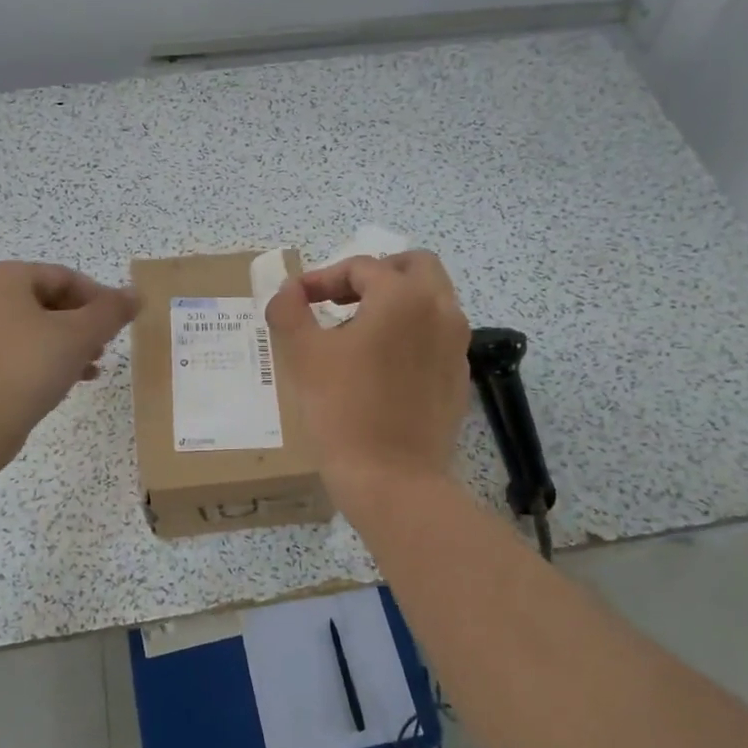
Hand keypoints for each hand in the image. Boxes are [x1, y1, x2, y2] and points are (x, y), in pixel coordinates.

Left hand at [0, 262, 139, 471]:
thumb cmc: (27, 364)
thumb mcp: (79, 334)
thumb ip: (111, 311)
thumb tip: (135, 294)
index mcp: (5, 278)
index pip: (65, 277)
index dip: (99, 297)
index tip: (122, 322)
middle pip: (50, 302)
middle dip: (84, 323)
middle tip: (107, 344)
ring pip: (38, 330)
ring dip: (71, 344)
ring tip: (95, 366)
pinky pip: (22, 354)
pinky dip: (50, 362)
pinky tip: (73, 381)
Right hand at [264, 251, 471, 506]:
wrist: (392, 480)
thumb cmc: (343, 409)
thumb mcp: (303, 354)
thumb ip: (289, 309)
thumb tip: (289, 290)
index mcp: (403, 296)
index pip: (360, 268)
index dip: (322, 278)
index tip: (298, 300)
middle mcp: (440, 310)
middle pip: (413, 267)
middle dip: (375, 274)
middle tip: (341, 299)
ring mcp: (456, 345)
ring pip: (431, 300)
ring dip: (395, 302)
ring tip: (358, 331)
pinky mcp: (458, 377)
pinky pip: (436, 336)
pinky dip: (411, 333)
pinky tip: (381, 366)